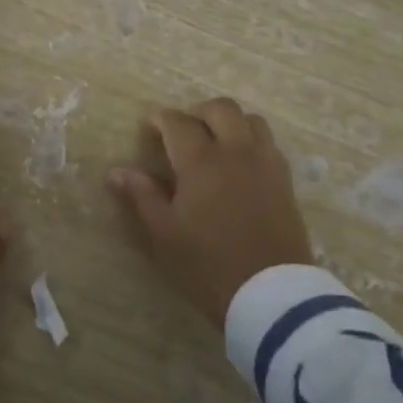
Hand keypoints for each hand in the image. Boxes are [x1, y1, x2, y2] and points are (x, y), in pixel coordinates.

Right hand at [108, 98, 312, 327]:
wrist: (270, 293)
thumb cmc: (208, 264)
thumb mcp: (165, 233)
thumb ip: (142, 196)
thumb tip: (117, 171)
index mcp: (201, 161)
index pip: (178, 122)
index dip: (160, 119)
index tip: (149, 127)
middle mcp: (236, 151)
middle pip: (220, 109)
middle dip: (197, 112)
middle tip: (181, 132)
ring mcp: (265, 162)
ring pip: (250, 119)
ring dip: (228, 121)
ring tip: (214, 142)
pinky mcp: (285, 179)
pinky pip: (268, 142)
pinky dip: (250, 139)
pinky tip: (239, 162)